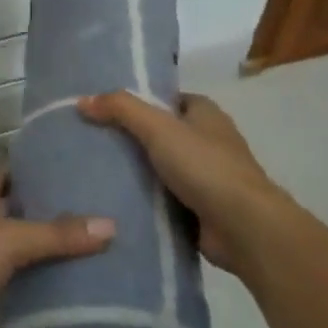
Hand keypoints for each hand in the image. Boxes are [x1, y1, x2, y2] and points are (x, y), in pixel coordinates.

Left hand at [0, 170, 114, 327]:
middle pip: (2, 219)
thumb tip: (110, 225)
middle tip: (79, 236)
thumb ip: (57, 236)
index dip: (37, 174)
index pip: (9, 176)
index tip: (73, 179)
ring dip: (13, 274)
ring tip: (57, 284)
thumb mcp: (11, 241)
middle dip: (34, 228)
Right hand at [77, 91, 281, 280]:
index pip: (164, 98)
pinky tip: (111, 201)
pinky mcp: (200, 209)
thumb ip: (121, 109)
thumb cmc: (206, 167)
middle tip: (88, 140)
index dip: (135, 100)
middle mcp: (207, 141)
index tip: (100, 108)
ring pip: (159, 167)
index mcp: (204, 113)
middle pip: (159, 133)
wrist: (245, 228)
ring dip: (134, 172)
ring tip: (90, 170)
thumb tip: (82, 100)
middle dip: (128, 138)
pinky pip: (163, 199)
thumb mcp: (158, 128)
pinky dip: (143, 200)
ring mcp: (205, 177)